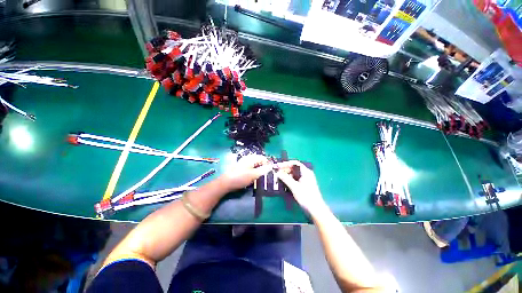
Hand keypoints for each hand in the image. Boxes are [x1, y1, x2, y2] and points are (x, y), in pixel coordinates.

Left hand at [220, 154, 271, 191]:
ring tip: (258, 177)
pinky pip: (250, 167)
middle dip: (263, 167)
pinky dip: (253, 171)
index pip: (263, 158)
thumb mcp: (254, 175)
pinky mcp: (241, 167)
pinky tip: (252, 177)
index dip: (268, 164)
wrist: (226, 182)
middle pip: (259, 160)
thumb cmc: (241, 178)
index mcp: (251, 158)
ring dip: (258, 169)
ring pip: (255, 164)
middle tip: (264, 175)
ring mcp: (243, 162)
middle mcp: (248, 158)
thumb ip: (263, 170)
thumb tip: (271, 166)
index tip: (269, 172)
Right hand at [275, 161, 328, 215]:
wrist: (316, 209)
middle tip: (277, 173)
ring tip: (279, 178)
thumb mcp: (294, 187)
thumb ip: (285, 178)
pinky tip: (285, 183)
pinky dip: (290, 179)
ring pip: (294, 174)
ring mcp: (306, 179)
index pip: (295, 163)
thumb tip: (278, 173)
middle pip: (294, 168)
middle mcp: (306, 174)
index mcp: (306, 172)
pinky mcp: (305, 185)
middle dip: (285, 170)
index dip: (286, 164)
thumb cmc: (306, 196)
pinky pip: (296, 179)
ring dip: (287, 175)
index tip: (278, 166)